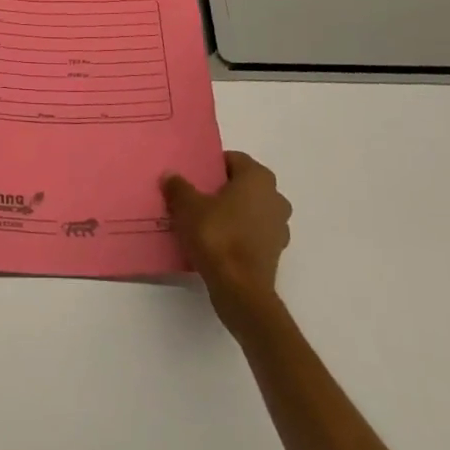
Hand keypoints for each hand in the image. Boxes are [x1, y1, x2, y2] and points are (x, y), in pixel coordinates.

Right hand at [162, 151, 292, 318]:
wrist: (240, 290)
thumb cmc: (217, 236)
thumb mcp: (187, 207)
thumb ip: (178, 187)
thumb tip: (170, 176)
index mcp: (258, 178)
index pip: (234, 159)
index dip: (212, 166)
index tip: (194, 176)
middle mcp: (275, 197)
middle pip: (243, 185)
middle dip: (222, 189)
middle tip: (196, 197)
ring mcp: (279, 226)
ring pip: (250, 210)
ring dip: (232, 213)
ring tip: (203, 221)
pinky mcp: (275, 252)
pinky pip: (253, 233)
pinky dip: (238, 234)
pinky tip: (216, 243)